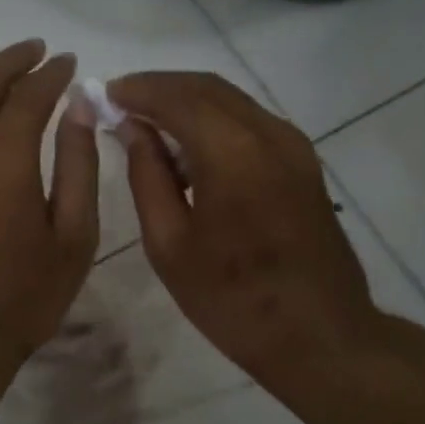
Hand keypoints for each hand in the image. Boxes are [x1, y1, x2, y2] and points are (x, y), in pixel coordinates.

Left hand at [0, 40, 98, 378]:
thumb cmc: (23, 296)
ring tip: (0, 78)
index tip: (67, 62)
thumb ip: (78, 165)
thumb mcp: (73, 236)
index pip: (29, 95)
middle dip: (10, 61)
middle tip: (34, 51)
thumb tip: (78, 107)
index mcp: (3, 158)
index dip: (51, 74)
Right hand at [108, 71, 383, 395]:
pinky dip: (215, 121)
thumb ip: (147, 177)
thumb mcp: (170, 245)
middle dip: (161, 88)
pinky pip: (251, 122)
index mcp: (232, 153)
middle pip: (207, 88)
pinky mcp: (304, 163)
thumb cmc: (232, 300)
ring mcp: (294, 146)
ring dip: (188, 102)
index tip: (105, 93)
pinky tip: (190, 147)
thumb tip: (132, 128)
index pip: (177, 97)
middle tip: (122, 102)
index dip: (138, 89)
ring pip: (232, 101)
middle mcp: (269, 134)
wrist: (320, 335)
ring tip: (149, 124)